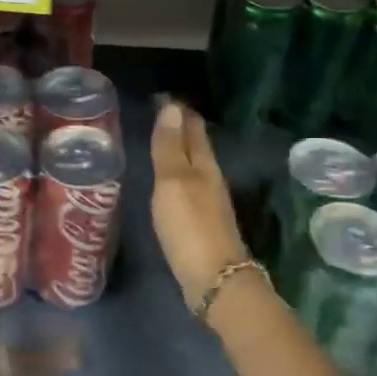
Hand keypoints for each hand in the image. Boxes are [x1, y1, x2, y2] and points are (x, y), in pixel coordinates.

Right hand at [149, 98, 250, 310]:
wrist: (214, 279)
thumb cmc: (189, 226)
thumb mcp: (173, 182)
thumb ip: (170, 147)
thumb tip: (172, 107)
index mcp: (204, 165)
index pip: (193, 128)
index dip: (179, 112)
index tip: (163, 96)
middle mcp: (211, 179)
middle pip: (197, 146)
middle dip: (182, 128)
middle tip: (162, 113)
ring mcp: (209, 203)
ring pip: (195, 167)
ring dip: (180, 152)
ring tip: (163, 141)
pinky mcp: (202, 224)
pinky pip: (189, 188)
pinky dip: (178, 176)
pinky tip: (169, 182)